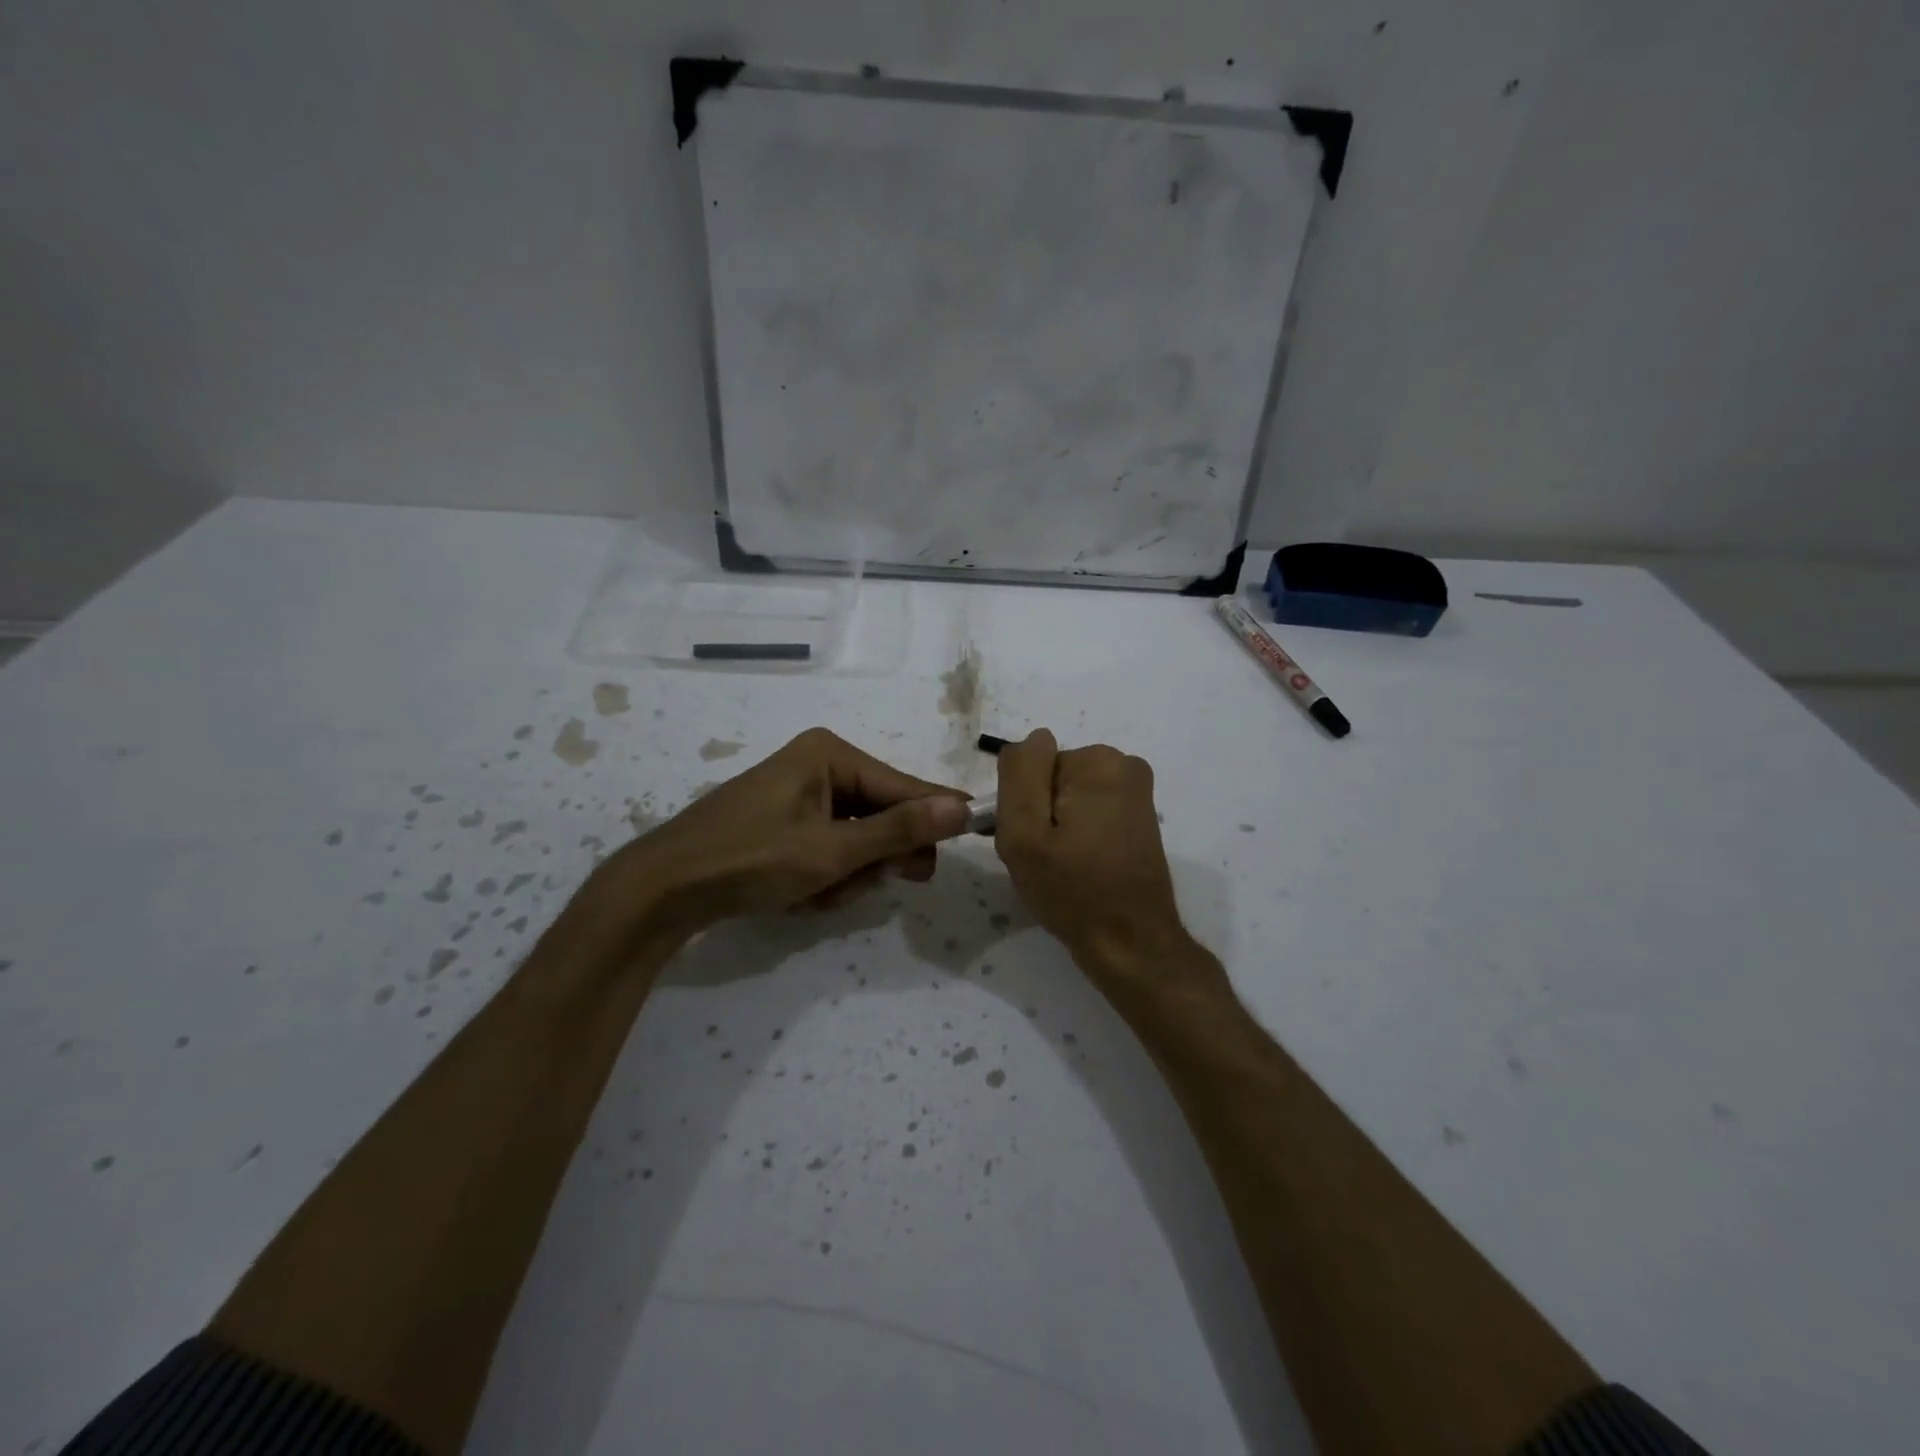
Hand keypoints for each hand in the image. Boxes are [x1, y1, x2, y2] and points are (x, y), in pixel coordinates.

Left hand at [601, 728, 969, 933]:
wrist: (664, 889)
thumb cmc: (750, 859)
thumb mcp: (831, 851)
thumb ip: (898, 830)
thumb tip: (961, 808)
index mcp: (830, 755)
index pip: (903, 786)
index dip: (936, 815)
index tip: (976, 832)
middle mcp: (818, 765)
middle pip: (881, 813)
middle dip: (877, 856)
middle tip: (874, 883)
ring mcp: (799, 795)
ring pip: (856, 838)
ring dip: (847, 873)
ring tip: (816, 895)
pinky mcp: (785, 822)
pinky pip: (829, 847)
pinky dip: (825, 875)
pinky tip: (799, 895)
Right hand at [994, 730, 1196, 974]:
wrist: (1130, 942)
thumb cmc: (1072, 890)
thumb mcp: (1024, 833)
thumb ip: (1019, 774)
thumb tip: (1034, 739)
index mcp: (1097, 761)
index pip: (1031, 767)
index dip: (1023, 806)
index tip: (1032, 842)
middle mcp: (1124, 764)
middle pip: (1051, 778)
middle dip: (1041, 814)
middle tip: (1045, 858)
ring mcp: (1136, 791)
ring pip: (1068, 796)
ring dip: (1058, 827)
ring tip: (1064, 866)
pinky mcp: (1140, 815)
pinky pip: (1089, 810)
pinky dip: (1079, 834)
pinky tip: (1083, 866)